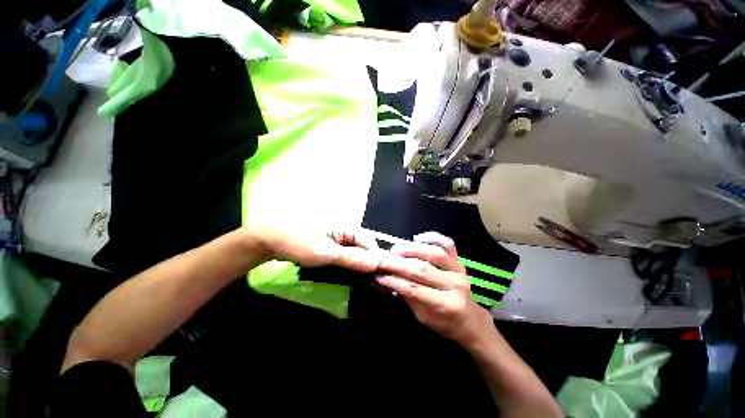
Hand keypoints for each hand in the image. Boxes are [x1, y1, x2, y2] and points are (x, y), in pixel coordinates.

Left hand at [256, 226, 381, 272]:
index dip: (375, 255)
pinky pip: (341, 254)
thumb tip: (375, 262)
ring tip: (359, 278)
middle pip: (361, 246)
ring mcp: (333, 238)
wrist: (269, 239)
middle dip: (366, 261)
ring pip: (351, 251)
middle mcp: (342, 231)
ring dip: (355, 264)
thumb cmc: (298, 242)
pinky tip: (344, 274)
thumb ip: (351, 258)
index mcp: (345, 227)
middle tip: (368, 278)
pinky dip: (345, 263)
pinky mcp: (326, 245)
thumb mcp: (325, 253)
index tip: (379, 272)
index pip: (368, 241)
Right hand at [376, 232, 492, 344]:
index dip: (394, 281)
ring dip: (412, 249)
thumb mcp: (423, 317)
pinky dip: (433, 237)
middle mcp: (455, 284)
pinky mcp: (460, 260)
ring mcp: (459, 269)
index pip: (414, 289)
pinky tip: (418, 238)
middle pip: (422, 270)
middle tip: (382, 258)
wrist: (469, 319)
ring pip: (433, 253)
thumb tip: (388, 279)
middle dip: (398, 263)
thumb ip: (407, 296)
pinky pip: (447, 243)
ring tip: (396, 249)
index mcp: (446, 305)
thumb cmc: (444, 321)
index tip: (378, 274)